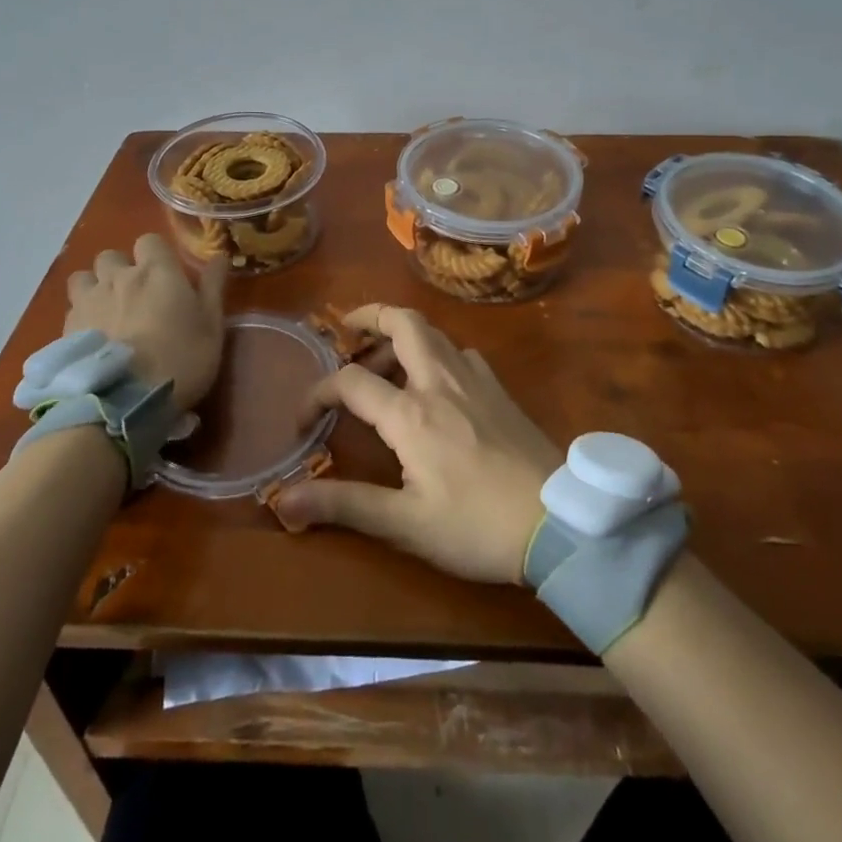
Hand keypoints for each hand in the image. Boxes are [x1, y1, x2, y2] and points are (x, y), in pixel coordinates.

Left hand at [64, 234, 226, 410]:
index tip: (165, 274)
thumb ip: (213, 286)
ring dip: (94, 287)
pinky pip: (70, 309)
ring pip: (83, 278)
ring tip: (105, 310)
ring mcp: (88, 301)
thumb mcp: (211, 325)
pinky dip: (80, 316)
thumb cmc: (181, 358)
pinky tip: (91, 338)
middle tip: (134, 294)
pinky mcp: (66, 328)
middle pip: (111, 256)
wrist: (125, 401)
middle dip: (120, 269)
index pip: (149, 240)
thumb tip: (219, 256)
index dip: (156, 254)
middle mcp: (118, 277)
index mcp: (156, 271)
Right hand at [270, 305, 560, 583]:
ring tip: (384, 362)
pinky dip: (436, 352)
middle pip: (403, 322)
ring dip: (402, 334)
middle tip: (347, 330)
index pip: (350, 381)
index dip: (318, 392)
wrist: (558, 522)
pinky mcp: (499, 389)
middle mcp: (439, 381)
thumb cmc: (476, 525)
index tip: (303, 420)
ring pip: (433, 333)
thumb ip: (343, 505)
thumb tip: (282, 499)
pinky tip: (436, 382)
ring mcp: (474, 379)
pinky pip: (460, 352)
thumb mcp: (404, 524)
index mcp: (410, 412)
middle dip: (370, 316)